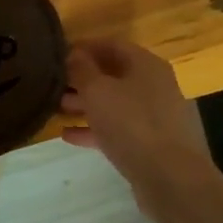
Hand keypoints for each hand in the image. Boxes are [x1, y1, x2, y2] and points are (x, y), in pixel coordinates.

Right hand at [60, 39, 207, 191]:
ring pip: (114, 103)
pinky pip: (118, 129)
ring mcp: (154, 116)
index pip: (112, 44)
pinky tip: (68, 135)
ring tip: (54, 109)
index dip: (84, 47)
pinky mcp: (151, 143)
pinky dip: (95, 129)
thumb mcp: (98, 91)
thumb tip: (72, 54)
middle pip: (113, 75)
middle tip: (52, 84)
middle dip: (81, 79)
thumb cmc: (132, 124)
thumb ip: (82, 70)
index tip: (57, 54)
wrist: (170, 178)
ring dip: (85, 104)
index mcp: (146, 65)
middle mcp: (154, 85)